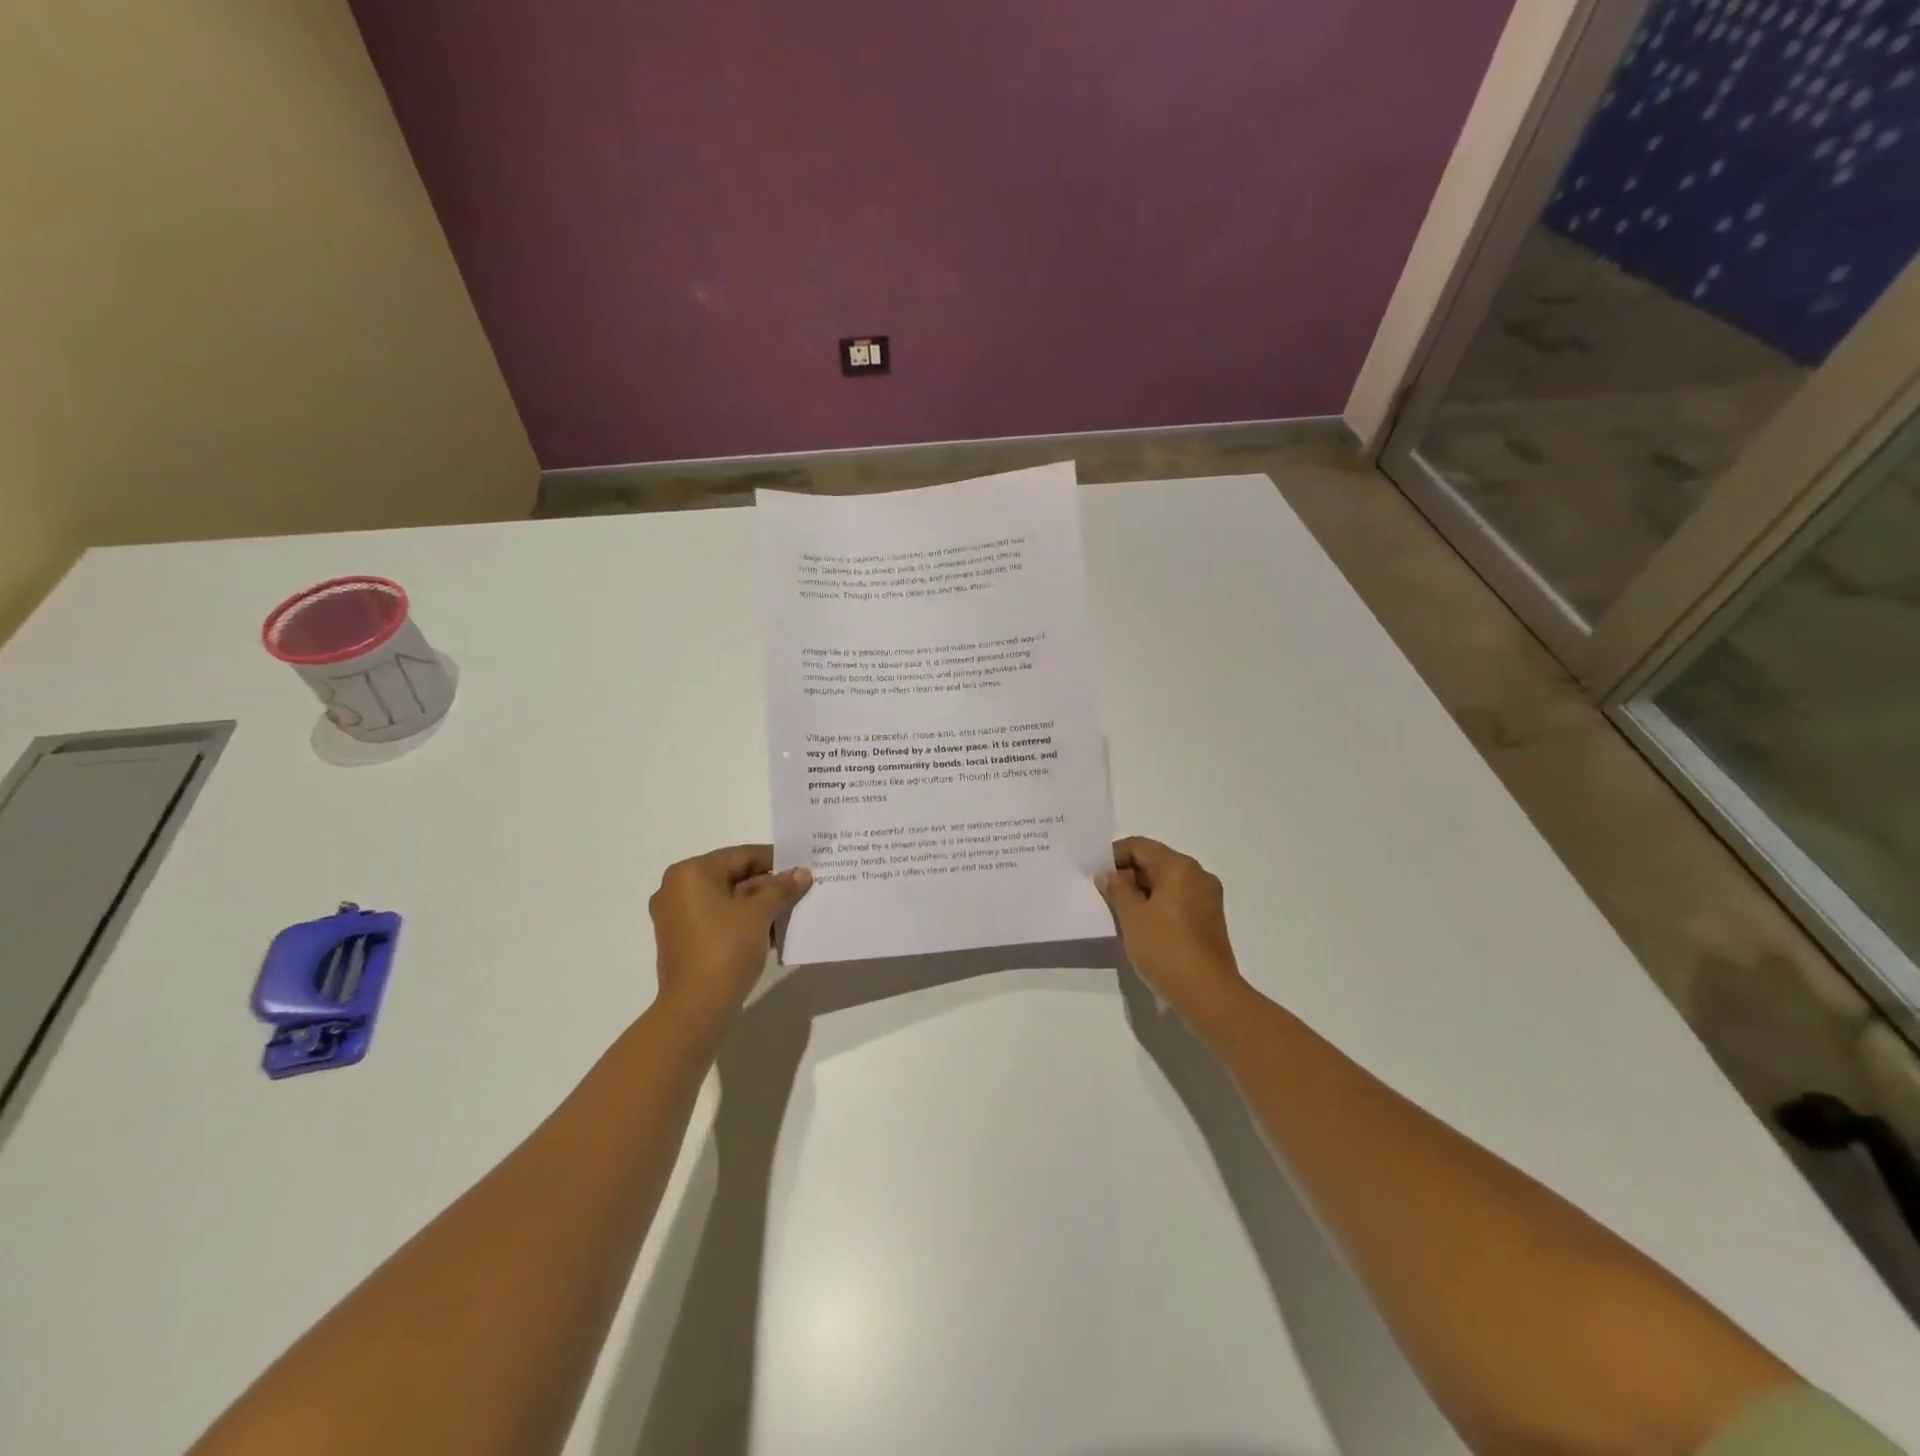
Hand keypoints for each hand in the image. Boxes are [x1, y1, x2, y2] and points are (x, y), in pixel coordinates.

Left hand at [648, 845, 811, 1021]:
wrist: (696, 1008)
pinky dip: (744, 922)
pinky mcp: (684, 941)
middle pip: (734, 877)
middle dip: (769, 885)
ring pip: (728, 901)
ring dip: (760, 905)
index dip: (775, 860)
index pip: (741, 855)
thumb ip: (781, 888)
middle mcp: (677, 889)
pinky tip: (774, 932)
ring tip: (793, 910)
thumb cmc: (725, 949)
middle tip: (802, 889)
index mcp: (690, 873)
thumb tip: (802, 874)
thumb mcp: (759, 913)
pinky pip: (720, 920)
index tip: (803, 867)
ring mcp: (678, 918)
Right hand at [1098, 837, 1248, 1024]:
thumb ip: (1117, 889)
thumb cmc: (1165, 947)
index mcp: (1179, 867)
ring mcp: (1207, 897)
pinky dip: (1158, 903)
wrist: (1207, 993)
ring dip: (1142, 890)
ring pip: (1167, 881)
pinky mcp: (1209, 918)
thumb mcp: (1132, 916)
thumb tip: (1109, 875)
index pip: (1140, 846)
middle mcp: (1197, 875)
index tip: (1095, 874)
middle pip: (1156, 861)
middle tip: (1104, 893)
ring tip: (1119, 910)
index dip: (1114, 855)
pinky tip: (1141, 923)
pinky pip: (1178, 899)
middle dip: (1128, 873)